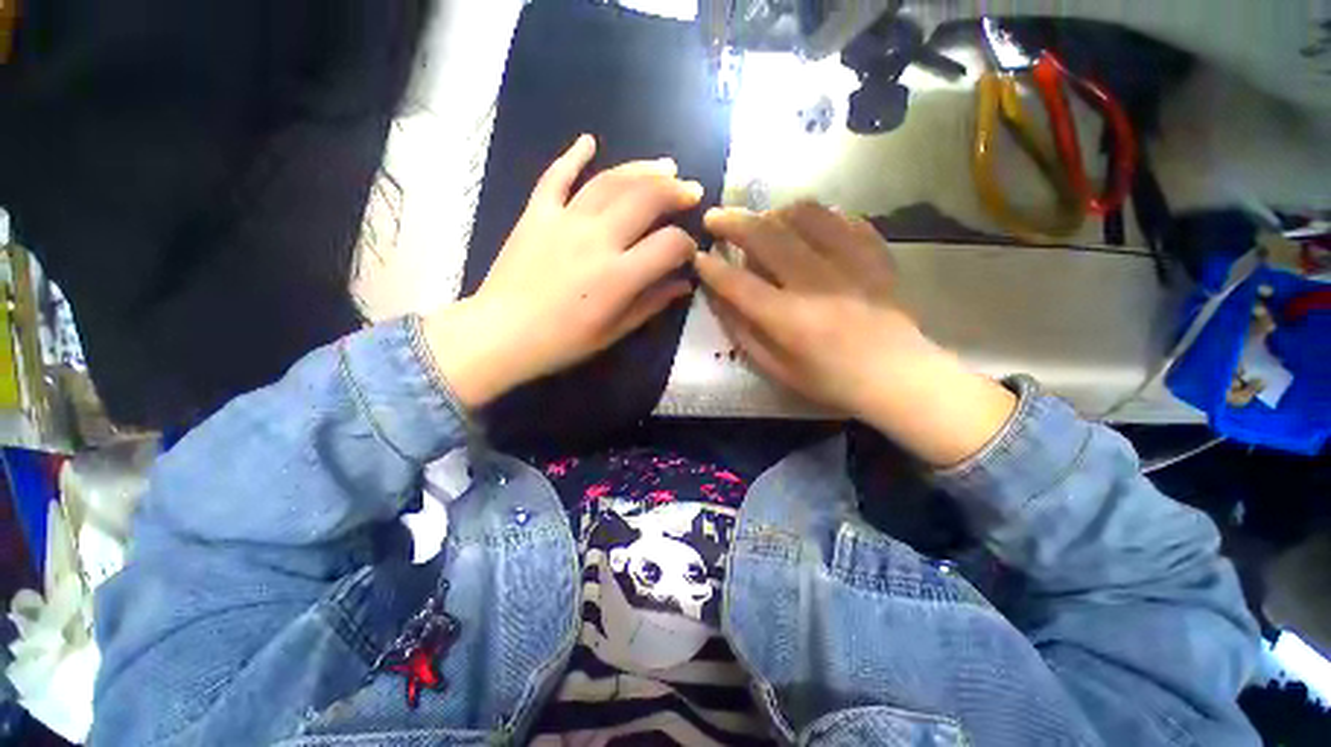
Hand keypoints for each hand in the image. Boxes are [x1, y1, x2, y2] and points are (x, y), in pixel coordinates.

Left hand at [425, 135, 701, 409]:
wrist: (501, 333)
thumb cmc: (562, 341)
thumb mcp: (614, 331)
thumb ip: (651, 303)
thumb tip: (683, 284)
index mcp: (619, 275)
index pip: (669, 244)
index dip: (686, 244)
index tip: (687, 252)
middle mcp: (597, 239)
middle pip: (646, 199)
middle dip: (676, 192)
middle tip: (691, 191)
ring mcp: (564, 220)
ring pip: (610, 181)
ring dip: (642, 170)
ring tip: (664, 167)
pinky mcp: (536, 213)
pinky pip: (556, 176)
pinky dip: (573, 156)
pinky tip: (589, 141)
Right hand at [695, 202, 1015, 466]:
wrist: (898, 377)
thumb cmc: (830, 381)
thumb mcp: (776, 369)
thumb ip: (743, 332)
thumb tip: (718, 298)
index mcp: (789, 319)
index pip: (738, 283)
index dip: (711, 268)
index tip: (697, 256)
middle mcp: (815, 283)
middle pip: (767, 236)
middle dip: (733, 222)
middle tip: (714, 218)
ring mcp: (850, 263)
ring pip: (805, 214)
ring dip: (774, 212)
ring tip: (762, 221)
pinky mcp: (875, 254)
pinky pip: (842, 218)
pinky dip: (818, 216)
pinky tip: (807, 226)